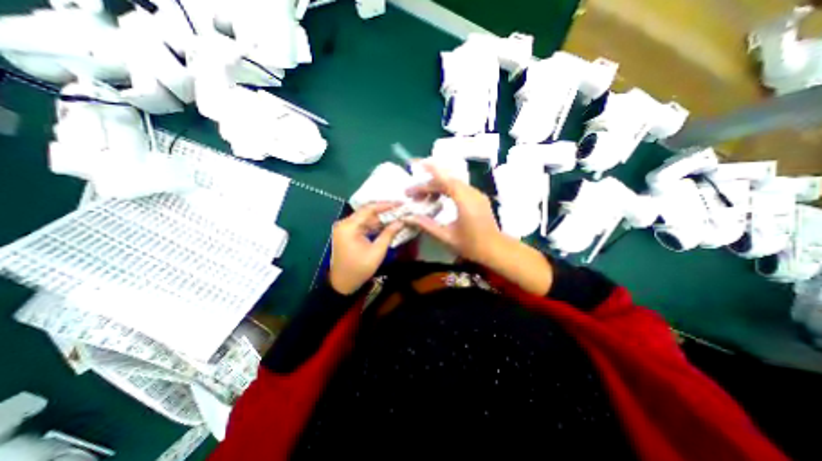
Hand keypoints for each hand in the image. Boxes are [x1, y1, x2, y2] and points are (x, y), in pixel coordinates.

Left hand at [328, 202, 402, 294]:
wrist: (342, 285)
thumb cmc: (359, 269)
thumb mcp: (377, 251)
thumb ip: (389, 234)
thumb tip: (402, 221)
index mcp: (349, 226)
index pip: (369, 209)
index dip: (386, 205)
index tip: (400, 204)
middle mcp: (344, 223)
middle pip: (367, 212)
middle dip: (385, 212)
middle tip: (401, 210)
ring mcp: (345, 228)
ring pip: (366, 219)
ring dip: (380, 219)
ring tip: (397, 216)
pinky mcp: (347, 234)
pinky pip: (363, 225)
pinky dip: (374, 226)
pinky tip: (387, 225)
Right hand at [404, 162, 500, 264]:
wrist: (495, 249)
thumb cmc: (471, 245)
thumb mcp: (446, 236)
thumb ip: (426, 225)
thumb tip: (407, 218)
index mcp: (464, 200)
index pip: (443, 182)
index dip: (426, 179)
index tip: (411, 182)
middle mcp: (472, 192)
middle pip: (447, 180)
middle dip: (428, 184)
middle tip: (413, 194)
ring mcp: (477, 194)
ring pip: (453, 182)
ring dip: (437, 186)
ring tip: (423, 196)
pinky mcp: (478, 197)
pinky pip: (460, 187)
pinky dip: (446, 189)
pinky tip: (439, 197)